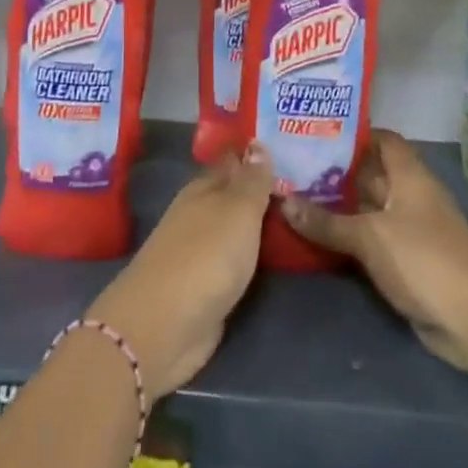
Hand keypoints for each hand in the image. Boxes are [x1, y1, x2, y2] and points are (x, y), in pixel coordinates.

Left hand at [85, 143, 273, 398]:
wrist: (166, 325)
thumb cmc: (205, 256)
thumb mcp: (237, 211)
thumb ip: (251, 181)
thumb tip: (256, 142)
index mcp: (203, 189)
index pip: (232, 162)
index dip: (255, 154)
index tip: (284, 144)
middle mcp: (199, 215)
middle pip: (233, 195)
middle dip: (260, 188)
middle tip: (302, 181)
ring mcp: (199, 252)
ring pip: (234, 228)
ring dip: (257, 223)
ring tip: (296, 215)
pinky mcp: (204, 287)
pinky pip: (235, 261)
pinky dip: (252, 255)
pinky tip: (272, 255)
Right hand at [280, 132, 467, 370]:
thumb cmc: (423, 259)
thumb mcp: (369, 236)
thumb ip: (326, 221)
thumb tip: (282, 201)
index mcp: (409, 176)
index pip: (382, 140)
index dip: (354, 134)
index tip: (316, 132)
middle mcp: (410, 196)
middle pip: (371, 174)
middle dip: (335, 171)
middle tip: (292, 165)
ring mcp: (410, 230)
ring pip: (368, 209)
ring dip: (338, 207)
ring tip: (294, 196)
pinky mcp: (406, 261)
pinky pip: (371, 239)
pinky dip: (348, 237)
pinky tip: (316, 236)